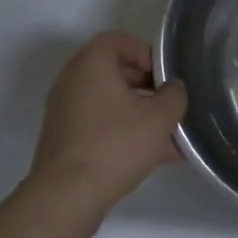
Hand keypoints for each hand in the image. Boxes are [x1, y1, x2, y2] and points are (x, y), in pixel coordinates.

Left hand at [29, 32, 186, 209]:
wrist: (66, 197)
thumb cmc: (115, 144)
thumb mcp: (160, 117)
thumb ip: (174, 96)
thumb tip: (172, 89)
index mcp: (91, 64)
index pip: (118, 40)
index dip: (145, 52)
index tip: (164, 76)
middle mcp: (72, 81)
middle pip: (114, 71)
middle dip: (147, 87)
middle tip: (169, 105)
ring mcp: (64, 112)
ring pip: (109, 103)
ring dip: (139, 114)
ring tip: (169, 139)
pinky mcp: (63, 140)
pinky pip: (99, 126)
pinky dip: (123, 133)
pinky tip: (153, 158)